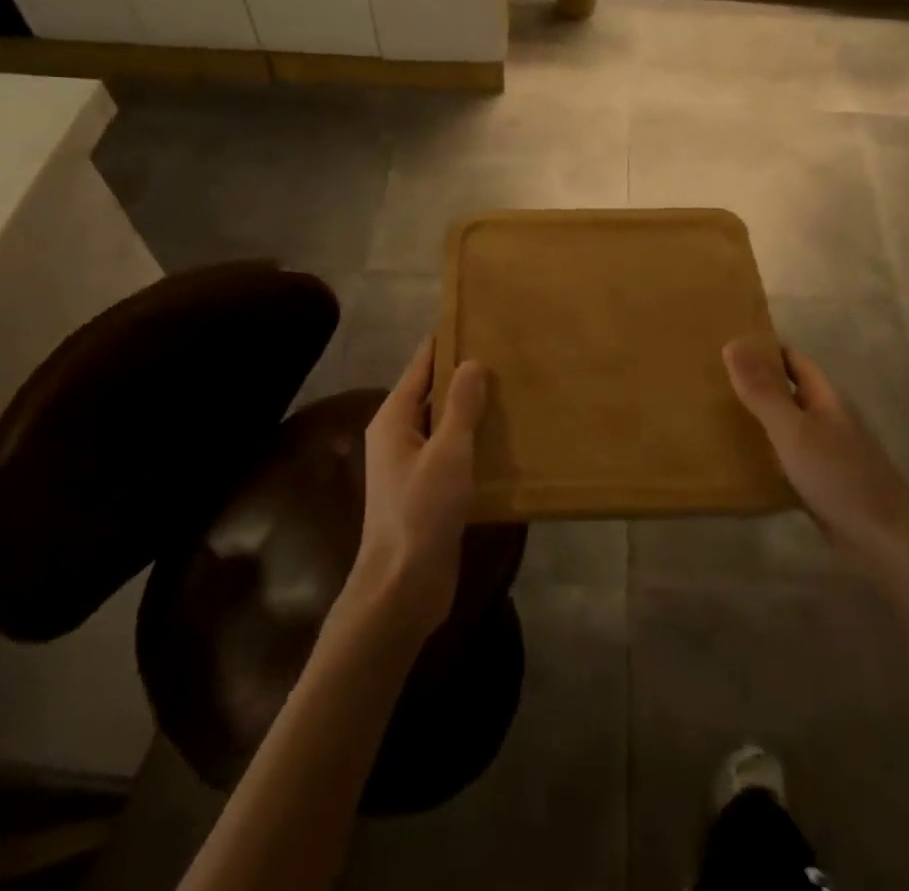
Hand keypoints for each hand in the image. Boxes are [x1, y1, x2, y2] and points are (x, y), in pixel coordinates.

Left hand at [347, 338, 487, 640]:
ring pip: (445, 424)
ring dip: (473, 410)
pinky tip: (506, 439)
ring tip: (514, 390)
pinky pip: (453, 452)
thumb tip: (472, 362)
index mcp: (394, 418)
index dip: (446, 343)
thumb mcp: (447, 452)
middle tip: (507, 354)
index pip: (421, 366)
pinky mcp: (428, 490)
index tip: (477, 321)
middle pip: (433, 393)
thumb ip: (460, 405)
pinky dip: (475, 441)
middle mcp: (399, 435)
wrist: (403, 587)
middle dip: (465, 375)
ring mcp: (412, 465)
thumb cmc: (422, 511)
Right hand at [724, 337, 908, 584]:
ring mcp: (826, 452)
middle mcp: (827, 419)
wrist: (885, 543)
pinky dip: (764, 454)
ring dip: (757, 419)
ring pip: (785, 425)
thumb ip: (763, 390)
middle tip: (709, 379)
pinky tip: (738, 462)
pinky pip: (786, 458)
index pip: (791, 360)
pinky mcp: (821, 483)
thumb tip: (732, 342)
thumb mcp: (793, 430)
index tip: (726, 343)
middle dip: (754, 383)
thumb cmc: (839, 476)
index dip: (763, 348)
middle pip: (787, 391)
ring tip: (713, 415)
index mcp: (825, 397)